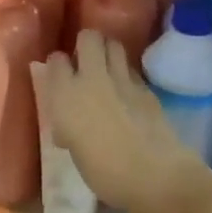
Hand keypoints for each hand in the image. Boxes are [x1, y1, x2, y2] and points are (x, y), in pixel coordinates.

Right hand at [36, 30, 211, 212]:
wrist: (155, 175)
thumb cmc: (104, 173)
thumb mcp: (75, 152)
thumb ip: (68, 129)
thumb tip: (68, 127)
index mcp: (66, 96)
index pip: (56, 60)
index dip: (58, 66)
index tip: (60, 76)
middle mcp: (92, 79)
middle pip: (89, 37)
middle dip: (86, 45)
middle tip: (86, 63)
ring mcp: (123, 79)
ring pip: (114, 45)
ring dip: (108, 52)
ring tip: (107, 70)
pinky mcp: (146, 87)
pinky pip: (131, 69)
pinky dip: (126, 74)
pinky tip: (127, 92)